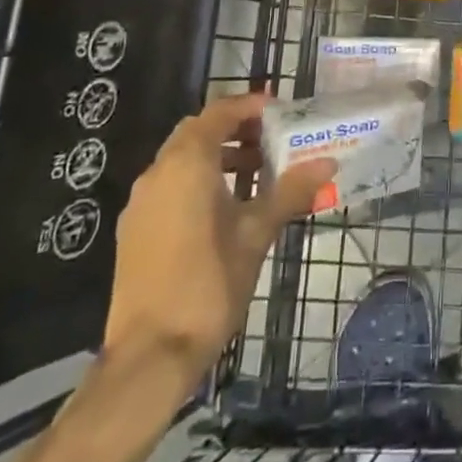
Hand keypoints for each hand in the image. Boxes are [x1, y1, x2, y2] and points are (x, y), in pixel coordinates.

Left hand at [103, 92, 335, 370]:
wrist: (149, 355)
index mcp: (186, 164)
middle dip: (234, 130)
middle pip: (197, 133)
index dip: (248, 106)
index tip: (279, 109)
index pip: (217, 113)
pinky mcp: (134, 231)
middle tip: (271, 140)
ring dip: (217, 157)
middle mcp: (157, 174)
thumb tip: (327, 163)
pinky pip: (170, 187)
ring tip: (256, 176)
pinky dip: (198, 182)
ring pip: (181, 161)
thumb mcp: (256, 233)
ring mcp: (141, 204)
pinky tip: (226, 210)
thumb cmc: (208, 283)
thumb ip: (290, 192)